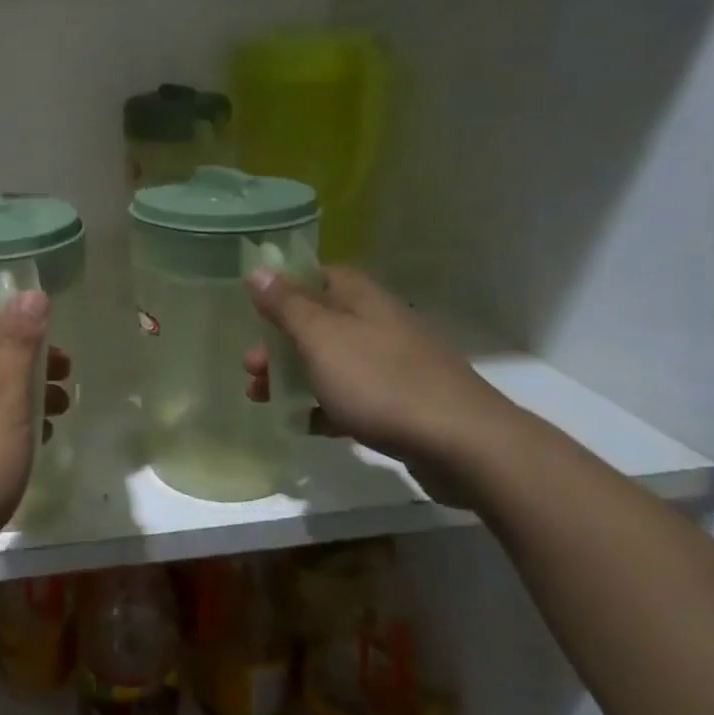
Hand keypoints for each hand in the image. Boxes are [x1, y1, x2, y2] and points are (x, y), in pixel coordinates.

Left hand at [0, 291, 71, 560]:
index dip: (0, 325)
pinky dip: (15, 435)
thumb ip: (18, 346)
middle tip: (64, 376)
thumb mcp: (3, 396)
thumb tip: (29, 291)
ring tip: (62, 412)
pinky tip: (37, 449)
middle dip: (24, 365)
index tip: (38, 341)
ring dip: (25, 400)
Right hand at [243, 265, 521, 500]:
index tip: (255, 308)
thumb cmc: (380, 382)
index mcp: (362, 300)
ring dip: (294, 377)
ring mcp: (394, 366)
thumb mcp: (321, 338)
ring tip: (262, 399)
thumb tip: (258, 269)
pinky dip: (324, 408)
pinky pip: (352, 400)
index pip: (320, 276)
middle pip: (320, 324)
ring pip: (332, 363)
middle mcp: (379, 325)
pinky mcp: (403, 406)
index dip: (286, 287)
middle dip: (280, 343)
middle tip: (251, 367)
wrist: (463, 445)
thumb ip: (287, 306)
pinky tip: (304, 425)